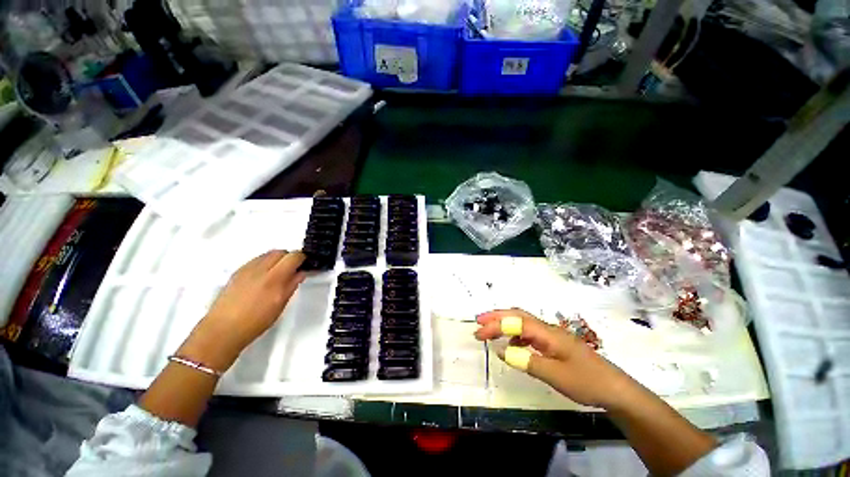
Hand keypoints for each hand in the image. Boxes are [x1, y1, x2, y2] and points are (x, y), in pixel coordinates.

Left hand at [180, 250, 305, 370]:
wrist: (223, 329)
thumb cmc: (256, 322)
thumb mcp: (280, 304)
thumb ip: (292, 285)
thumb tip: (300, 273)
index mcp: (274, 278)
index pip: (293, 257)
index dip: (302, 258)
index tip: (304, 265)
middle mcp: (260, 269)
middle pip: (280, 252)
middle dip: (289, 257)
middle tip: (293, 269)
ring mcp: (246, 269)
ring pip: (267, 254)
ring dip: (277, 259)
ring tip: (278, 273)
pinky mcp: (237, 272)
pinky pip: (256, 260)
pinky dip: (264, 263)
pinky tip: (264, 277)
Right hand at [474, 308, 634, 408]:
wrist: (616, 390)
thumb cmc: (586, 381)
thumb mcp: (555, 375)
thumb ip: (526, 361)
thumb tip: (501, 351)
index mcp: (547, 333)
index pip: (515, 322)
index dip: (495, 325)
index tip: (479, 333)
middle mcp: (547, 329)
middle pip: (517, 315)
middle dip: (496, 316)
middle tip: (479, 322)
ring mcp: (551, 336)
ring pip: (523, 323)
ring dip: (504, 324)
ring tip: (490, 332)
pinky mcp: (554, 344)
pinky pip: (529, 334)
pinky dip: (515, 335)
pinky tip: (512, 346)